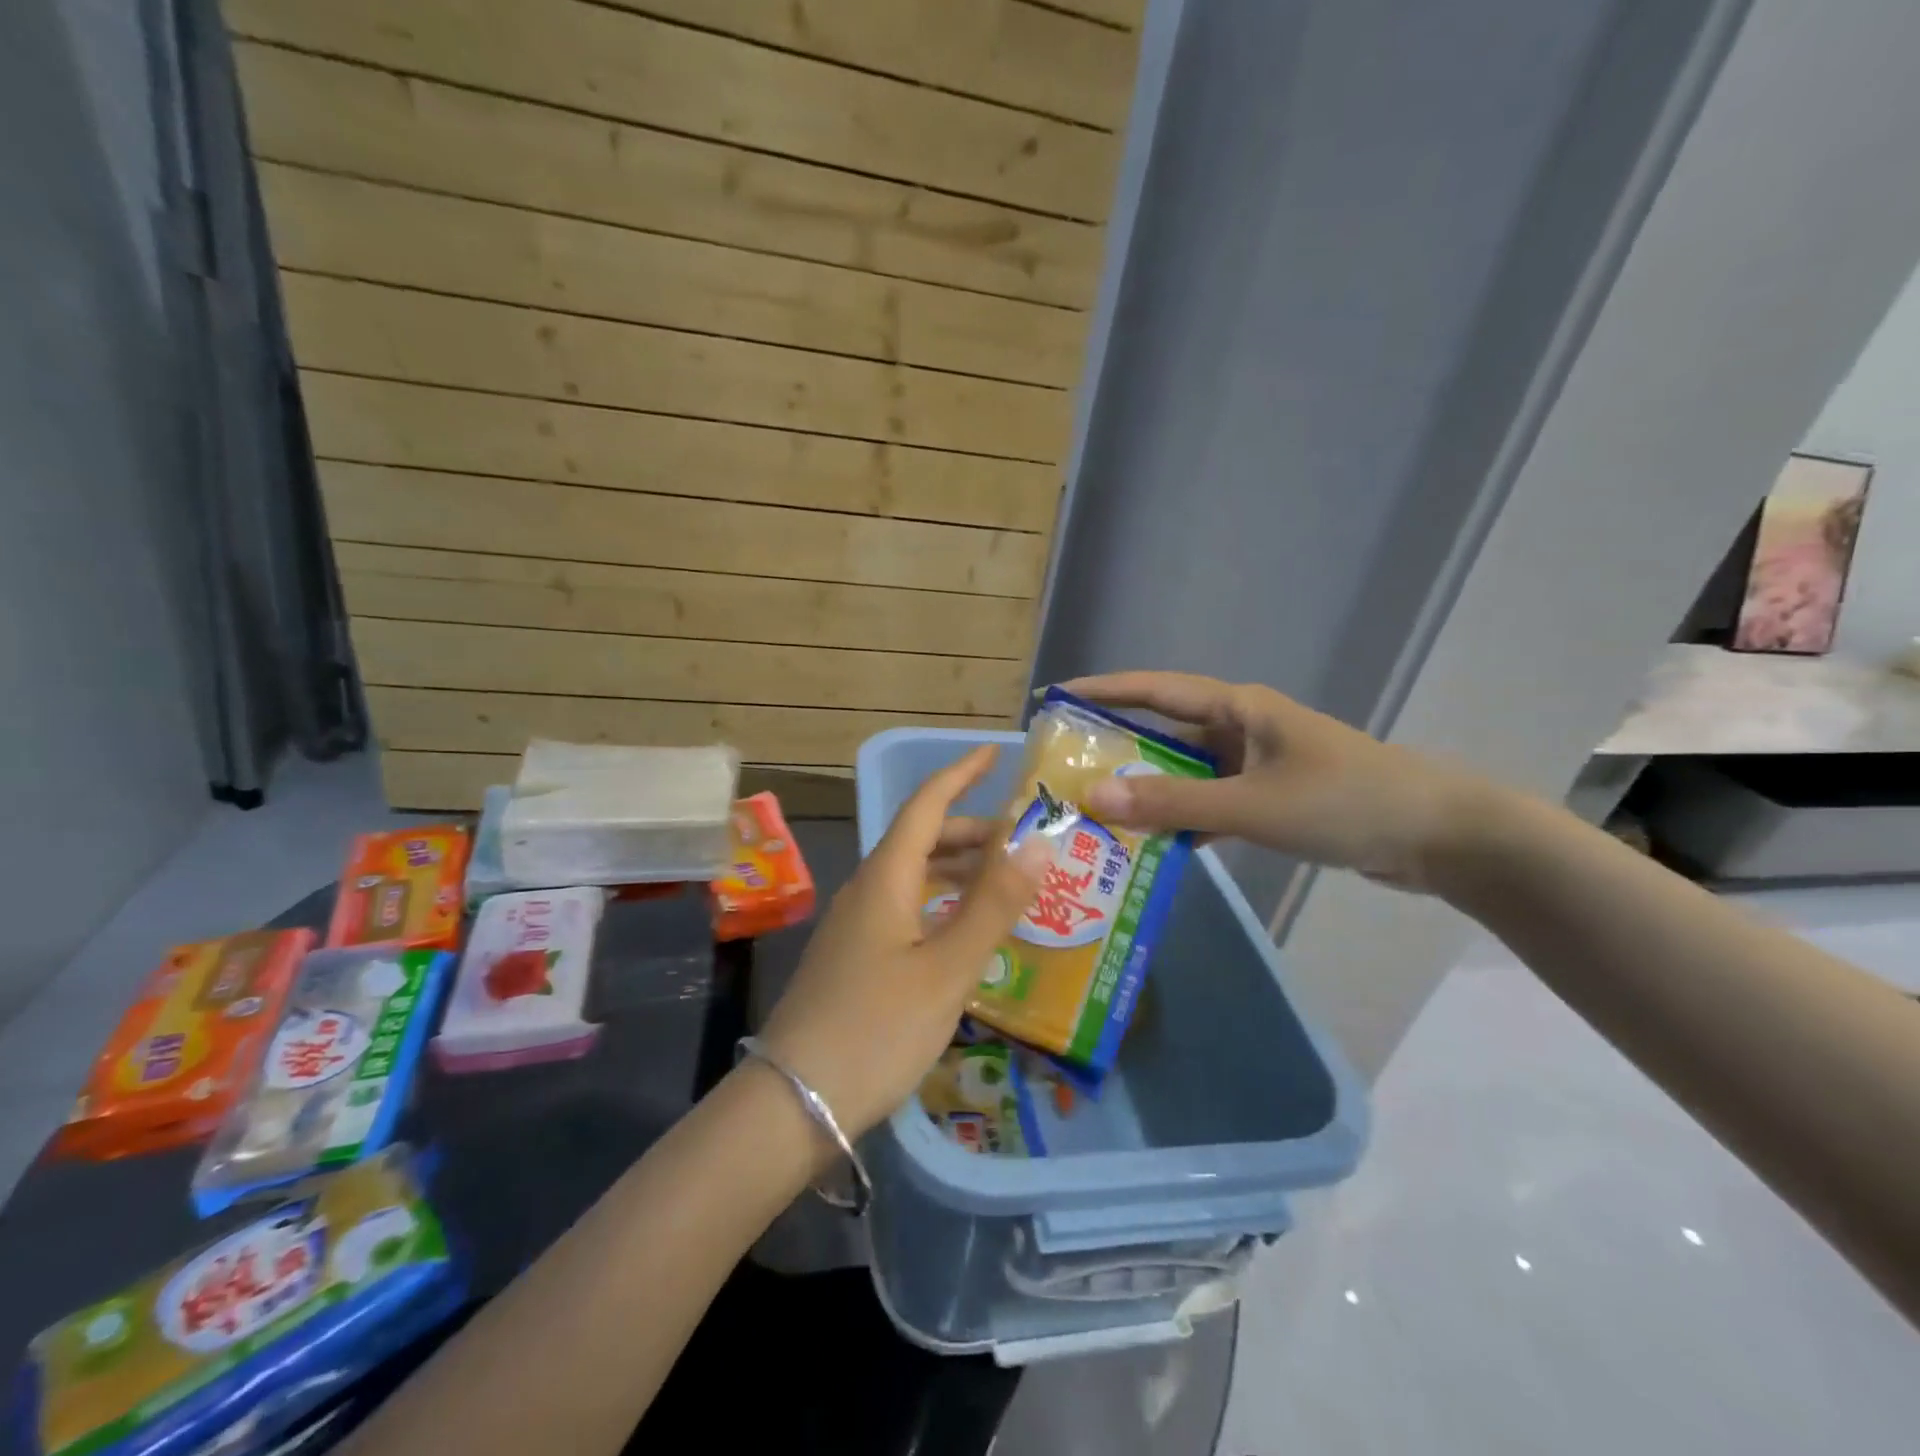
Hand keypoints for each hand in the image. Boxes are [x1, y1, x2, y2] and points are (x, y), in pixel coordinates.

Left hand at [757, 745, 1049, 1139]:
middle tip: (1022, 842)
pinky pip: (905, 909)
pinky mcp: (855, 958)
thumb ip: (994, 905)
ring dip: (958, 870)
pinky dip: (941, 904)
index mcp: (886, 878)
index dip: (960, 774)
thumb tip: (1039, 843)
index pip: (926, 805)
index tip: (994, 754)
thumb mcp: (947, 969)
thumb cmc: (876, 1028)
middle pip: (921, 840)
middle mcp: (867, 890)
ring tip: (1005, 884)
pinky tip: (964, 932)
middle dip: (970, 831)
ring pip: (913, 877)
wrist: (795, 1101)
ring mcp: (856, 926)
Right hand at [1065, 672, 1496, 892]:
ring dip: (1147, 792)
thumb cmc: (1344, 802)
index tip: (1052, 698)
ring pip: (1185, 774)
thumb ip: (1171, 803)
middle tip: (1063, 769)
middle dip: (1115, 749)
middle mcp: (1241, 728)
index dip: (1101, 691)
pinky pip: (1210, 804)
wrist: (1439, 837)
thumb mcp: (1251, 805)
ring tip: (1094, 813)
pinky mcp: (1271, 799)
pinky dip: (1182, 821)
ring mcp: (1257, 765)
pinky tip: (1153, 847)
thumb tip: (1092, 798)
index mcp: (1237, 708)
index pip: (1153, 690)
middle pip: (1163, 732)